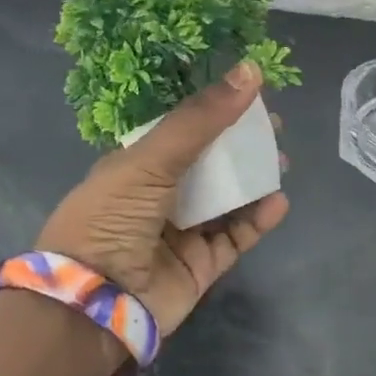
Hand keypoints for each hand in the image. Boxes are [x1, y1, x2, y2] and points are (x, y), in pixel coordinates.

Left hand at [37, 62, 289, 336]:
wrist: (93, 304)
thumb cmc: (112, 219)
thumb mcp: (151, 160)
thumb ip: (201, 119)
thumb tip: (251, 70)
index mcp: (136, 167)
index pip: (183, 133)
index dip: (216, 114)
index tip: (251, 98)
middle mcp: (159, 198)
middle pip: (210, 165)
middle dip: (242, 147)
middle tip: (275, 132)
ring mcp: (182, 233)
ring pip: (228, 201)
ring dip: (255, 181)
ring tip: (282, 164)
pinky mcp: (201, 266)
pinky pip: (236, 238)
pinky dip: (258, 220)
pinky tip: (278, 202)